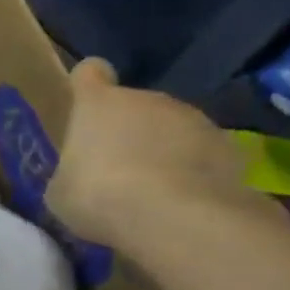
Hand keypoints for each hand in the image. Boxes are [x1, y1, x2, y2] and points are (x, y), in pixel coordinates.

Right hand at [46, 59, 249, 245]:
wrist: (174, 217)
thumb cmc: (98, 195)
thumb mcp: (61, 191)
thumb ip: (71, 172)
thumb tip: (79, 176)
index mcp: (98, 103)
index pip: (89, 72)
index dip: (86, 85)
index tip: (85, 106)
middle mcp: (147, 99)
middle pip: (134, 105)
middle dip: (127, 130)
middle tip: (117, 171)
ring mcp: (192, 118)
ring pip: (172, 128)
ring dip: (163, 149)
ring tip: (154, 190)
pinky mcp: (228, 145)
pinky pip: (203, 153)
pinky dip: (194, 170)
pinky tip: (184, 201)